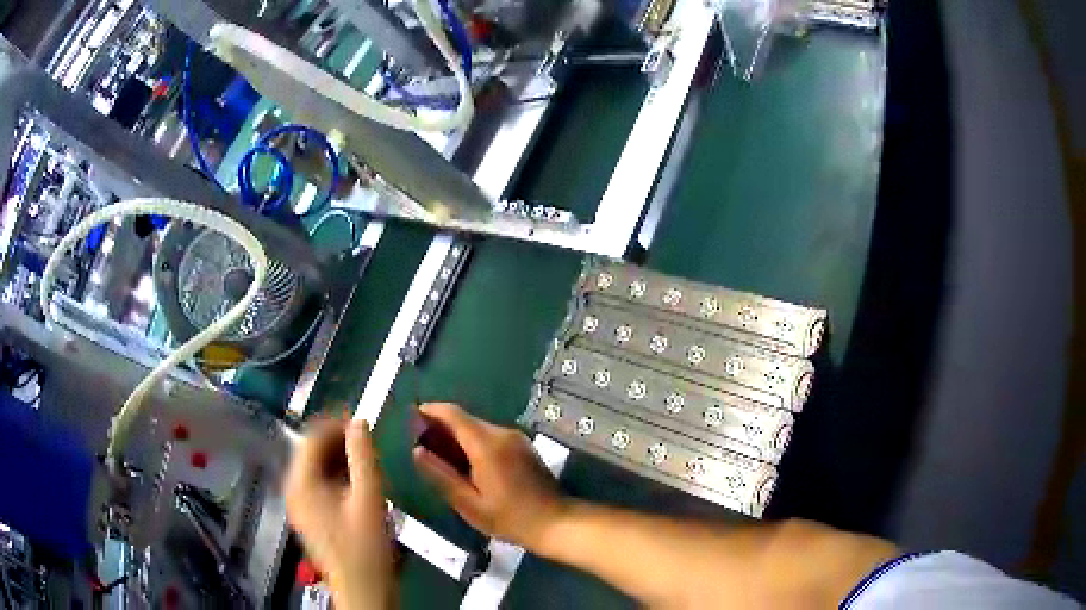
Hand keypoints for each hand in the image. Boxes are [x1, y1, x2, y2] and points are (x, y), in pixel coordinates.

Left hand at [284, 419, 394, 608]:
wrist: (363, 589)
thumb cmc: (366, 546)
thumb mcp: (369, 498)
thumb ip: (363, 457)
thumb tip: (360, 423)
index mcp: (301, 482)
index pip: (311, 437)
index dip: (336, 424)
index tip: (362, 423)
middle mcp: (293, 489)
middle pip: (311, 452)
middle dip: (339, 442)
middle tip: (368, 443)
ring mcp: (299, 505)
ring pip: (316, 468)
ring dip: (339, 459)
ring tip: (367, 462)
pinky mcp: (310, 516)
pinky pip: (319, 485)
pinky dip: (337, 477)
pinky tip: (358, 484)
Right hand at [412, 403, 567, 550]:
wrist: (555, 522)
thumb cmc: (509, 518)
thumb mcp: (468, 503)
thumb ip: (440, 475)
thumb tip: (417, 451)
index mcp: (486, 444)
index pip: (453, 414)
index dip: (430, 411)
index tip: (412, 418)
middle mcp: (502, 433)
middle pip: (465, 420)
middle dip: (441, 427)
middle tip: (423, 446)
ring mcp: (516, 438)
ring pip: (478, 428)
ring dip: (458, 436)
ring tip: (441, 459)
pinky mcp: (523, 446)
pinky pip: (491, 436)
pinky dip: (474, 443)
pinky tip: (467, 465)